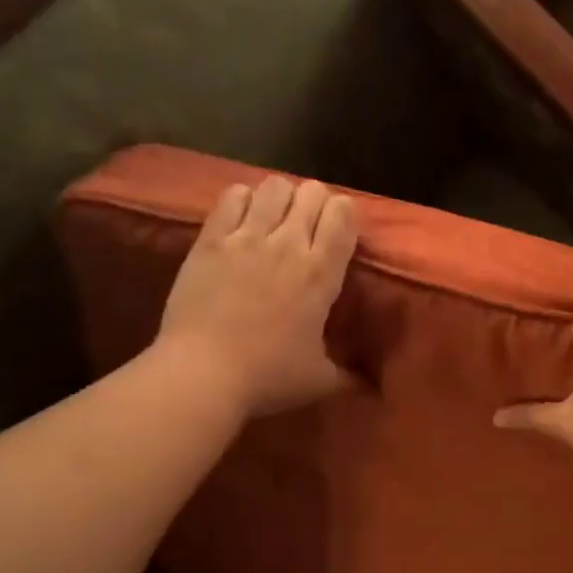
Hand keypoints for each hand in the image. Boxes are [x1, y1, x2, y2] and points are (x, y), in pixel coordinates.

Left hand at [156, 174, 358, 416]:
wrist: (203, 374)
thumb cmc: (269, 377)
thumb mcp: (322, 380)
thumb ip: (349, 374)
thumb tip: (370, 385)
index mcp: (321, 274)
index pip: (344, 214)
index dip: (346, 215)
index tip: (340, 234)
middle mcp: (288, 245)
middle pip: (312, 191)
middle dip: (315, 203)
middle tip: (308, 228)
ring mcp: (246, 238)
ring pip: (274, 186)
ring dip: (281, 198)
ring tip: (275, 220)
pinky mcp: (210, 240)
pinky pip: (232, 196)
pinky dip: (242, 201)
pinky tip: (241, 221)